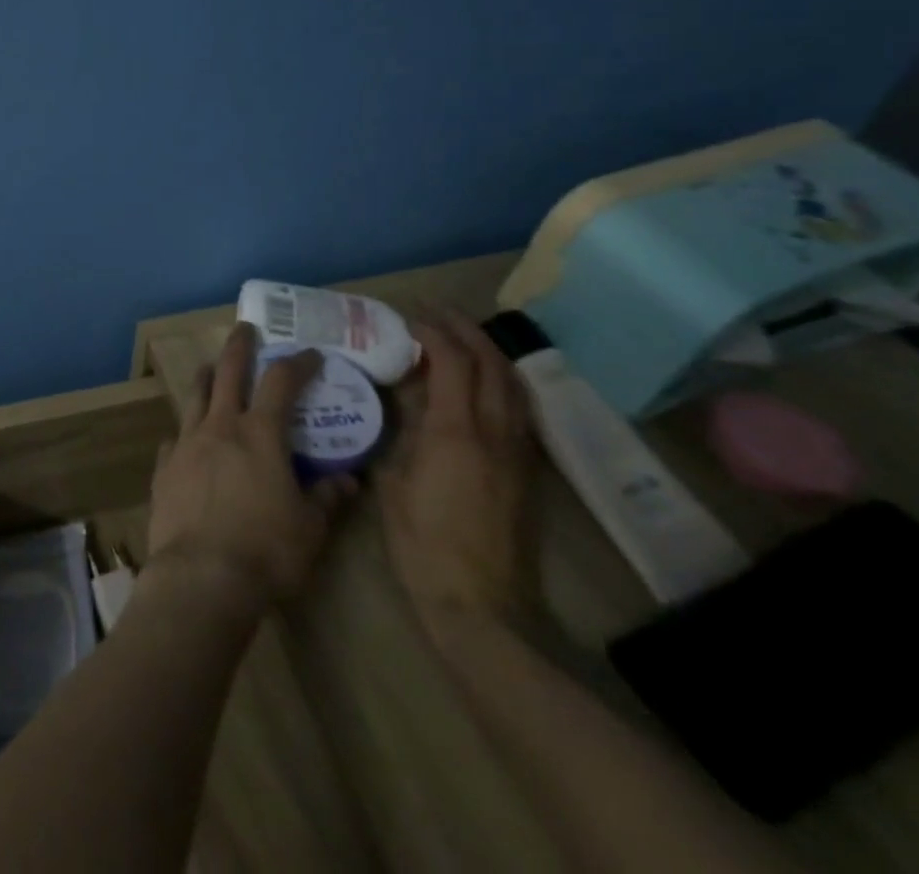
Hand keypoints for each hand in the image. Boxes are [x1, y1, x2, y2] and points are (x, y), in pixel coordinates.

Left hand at [147, 323, 357, 617]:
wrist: (202, 577)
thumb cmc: (266, 551)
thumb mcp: (310, 528)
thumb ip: (327, 498)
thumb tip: (348, 481)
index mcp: (259, 434)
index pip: (280, 382)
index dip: (297, 363)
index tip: (310, 354)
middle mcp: (219, 427)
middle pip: (227, 372)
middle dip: (238, 346)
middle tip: (245, 329)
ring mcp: (186, 444)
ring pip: (194, 396)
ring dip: (205, 377)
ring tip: (208, 368)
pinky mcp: (164, 468)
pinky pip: (174, 439)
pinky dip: (185, 432)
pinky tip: (186, 439)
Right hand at [377, 309, 534, 636]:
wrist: (481, 606)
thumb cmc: (422, 544)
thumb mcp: (393, 481)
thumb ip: (400, 431)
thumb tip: (402, 396)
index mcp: (455, 432)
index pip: (452, 362)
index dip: (432, 331)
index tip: (407, 317)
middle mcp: (493, 432)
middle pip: (490, 363)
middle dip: (464, 329)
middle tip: (433, 313)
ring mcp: (515, 451)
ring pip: (511, 383)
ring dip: (487, 351)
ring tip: (457, 337)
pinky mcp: (524, 470)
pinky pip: (516, 407)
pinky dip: (498, 379)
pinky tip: (478, 382)